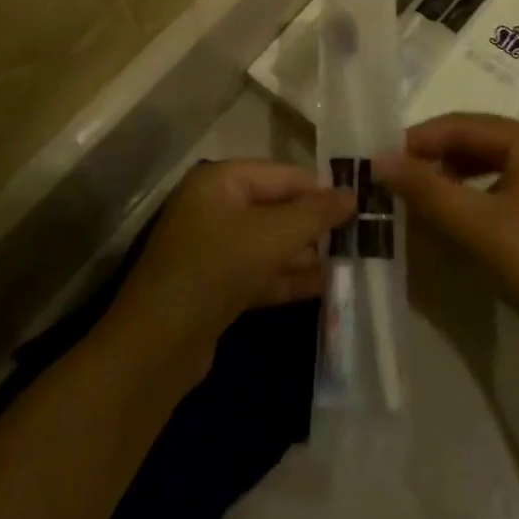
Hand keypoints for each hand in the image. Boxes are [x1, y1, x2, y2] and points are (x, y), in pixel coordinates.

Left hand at [112, 161, 353, 361]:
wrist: (158, 344)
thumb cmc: (217, 269)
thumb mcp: (273, 236)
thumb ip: (315, 213)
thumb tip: (353, 194)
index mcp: (220, 181)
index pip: (281, 174)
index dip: (320, 188)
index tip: (359, 204)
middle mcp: (214, 206)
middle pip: (276, 207)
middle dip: (314, 224)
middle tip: (359, 236)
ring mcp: (213, 247)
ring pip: (269, 242)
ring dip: (305, 253)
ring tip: (349, 262)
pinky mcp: (216, 284)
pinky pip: (259, 271)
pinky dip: (287, 277)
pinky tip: (323, 286)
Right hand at [378, 115, 518, 347]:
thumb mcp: (477, 225)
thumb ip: (427, 190)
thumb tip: (380, 159)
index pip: (461, 124)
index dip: (418, 140)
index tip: (382, 162)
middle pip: (476, 139)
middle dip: (434, 156)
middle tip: (397, 179)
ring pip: (489, 163)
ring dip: (452, 175)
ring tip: (421, 196)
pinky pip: (503, 186)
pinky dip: (474, 194)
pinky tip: (458, 215)